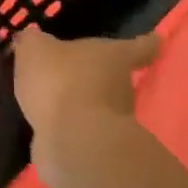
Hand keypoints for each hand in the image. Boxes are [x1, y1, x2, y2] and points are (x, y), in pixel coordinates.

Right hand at [12, 28, 160, 187]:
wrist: (74, 143)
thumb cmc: (62, 82)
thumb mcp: (35, 50)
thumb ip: (33, 41)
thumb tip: (33, 39)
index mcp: (114, 57)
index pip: (139, 47)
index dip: (146, 42)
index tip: (154, 40)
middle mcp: (121, 88)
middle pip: (113, 77)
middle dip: (95, 75)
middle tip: (70, 69)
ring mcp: (112, 121)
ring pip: (95, 105)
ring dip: (77, 102)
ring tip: (49, 97)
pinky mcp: (97, 149)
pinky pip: (78, 129)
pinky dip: (65, 126)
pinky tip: (44, 122)